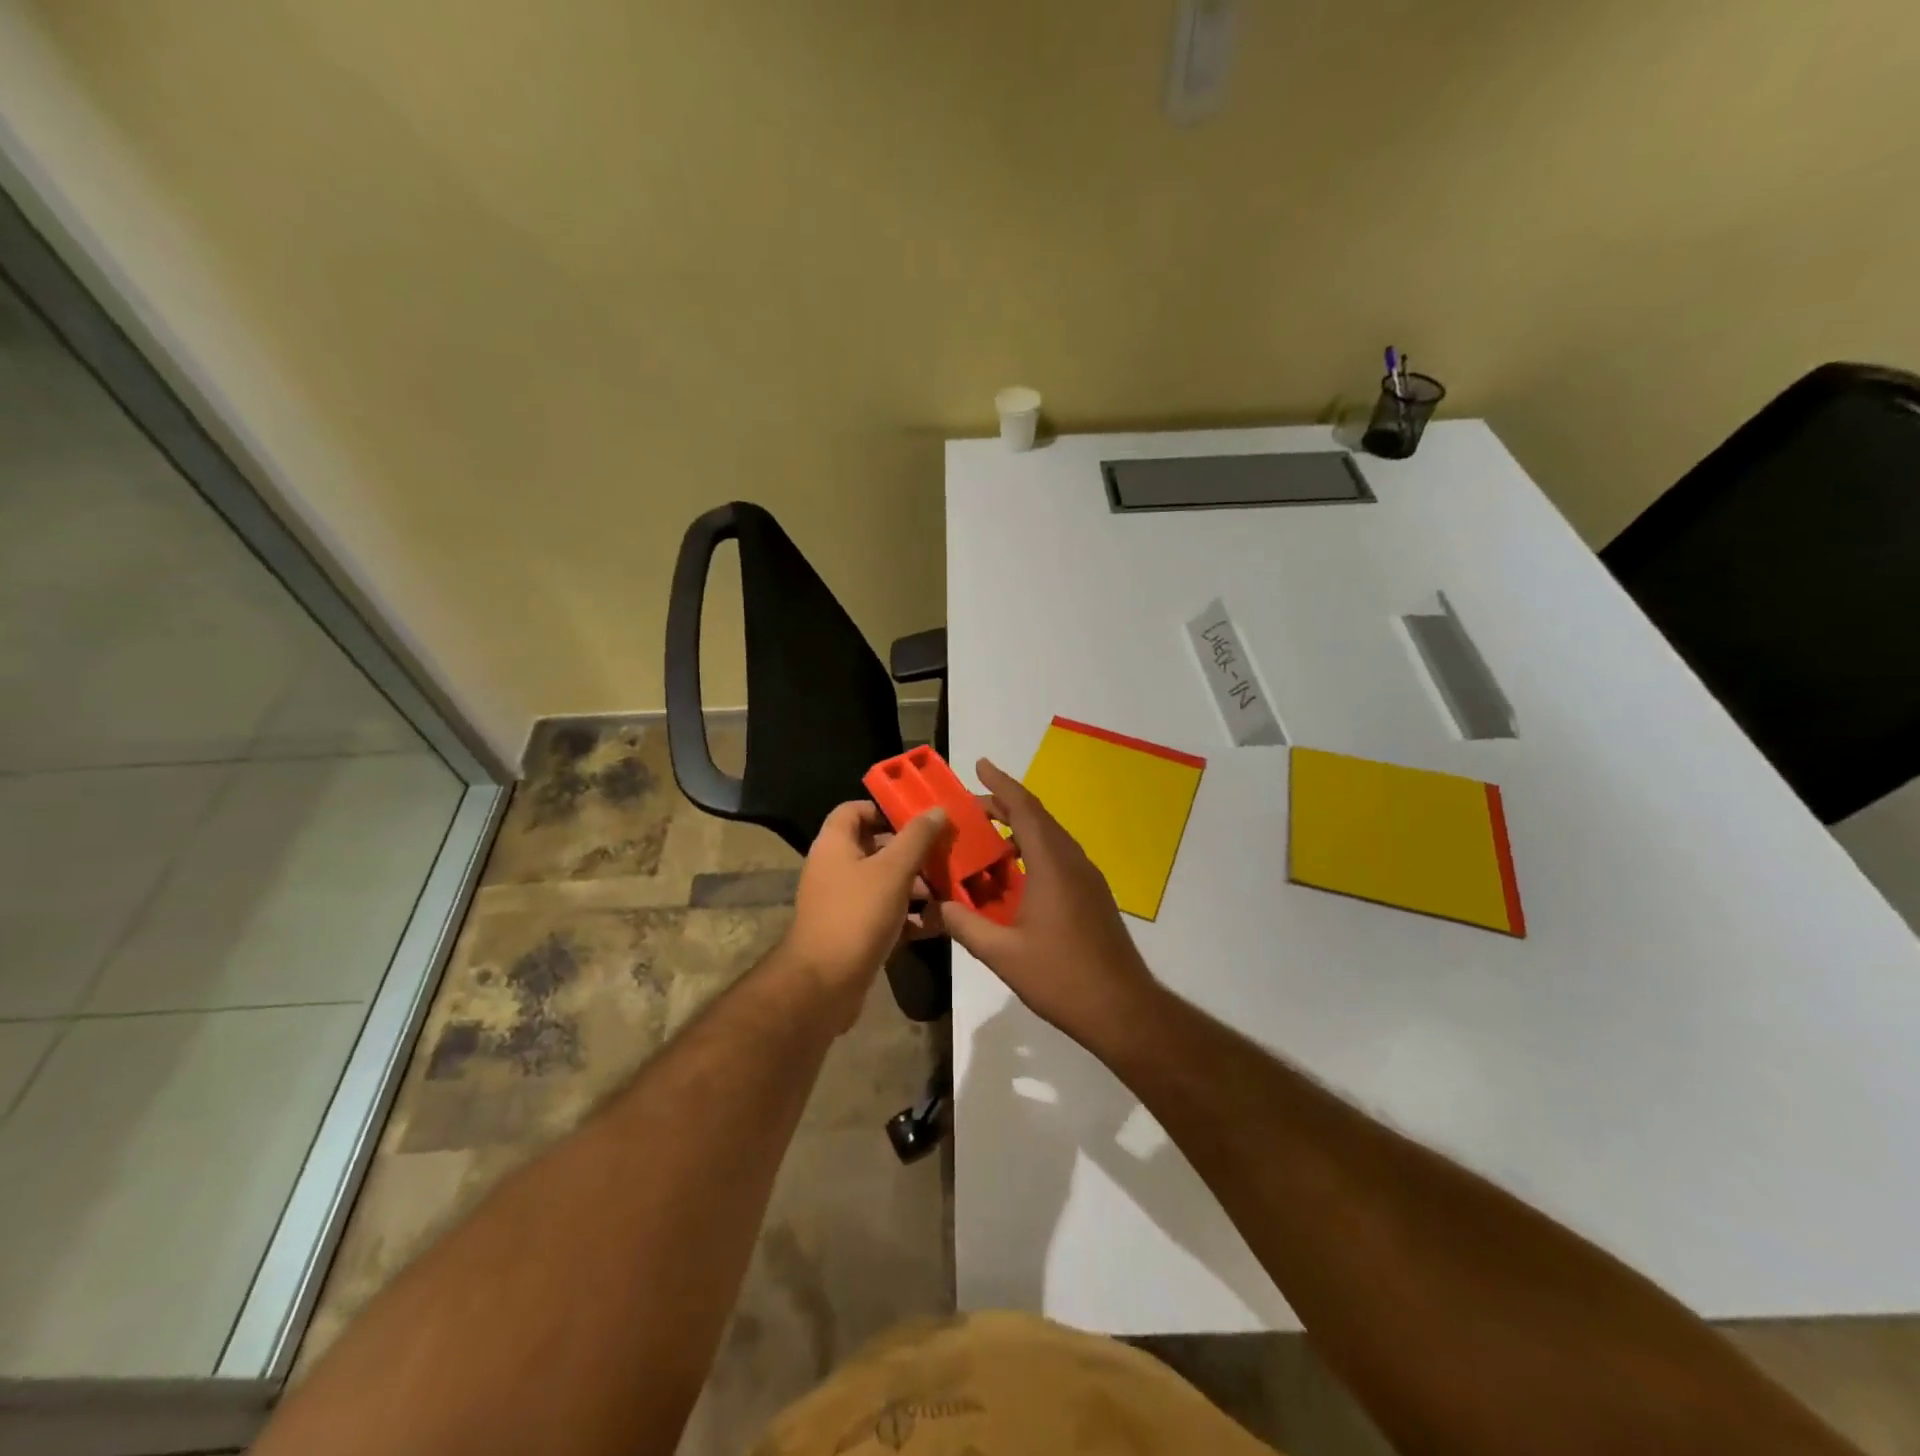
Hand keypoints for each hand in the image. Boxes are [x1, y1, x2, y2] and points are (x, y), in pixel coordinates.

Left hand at [783, 800, 947, 1029]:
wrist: (824, 985)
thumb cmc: (857, 915)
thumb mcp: (893, 870)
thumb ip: (917, 838)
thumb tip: (936, 809)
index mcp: (834, 844)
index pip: (855, 810)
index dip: (885, 809)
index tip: (920, 817)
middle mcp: (834, 868)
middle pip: (875, 847)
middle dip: (912, 850)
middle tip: (945, 852)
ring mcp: (843, 902)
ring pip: (884, 882)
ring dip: (916, 884)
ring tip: (951, 888)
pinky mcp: (853, 932)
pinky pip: (885, 914)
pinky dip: (909, 915)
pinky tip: (939, 921)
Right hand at [939, 759, 1160, 1042]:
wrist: (1123, 1009)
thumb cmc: (1062, 977)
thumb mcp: (1003, 955)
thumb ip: (965, 925)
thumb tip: (933, 906)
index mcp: (1052, 864)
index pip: (1024, 808)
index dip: (1001, 783)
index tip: (979, 764)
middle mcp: (1072, 861)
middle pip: (1037, 818)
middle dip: (1004, 805)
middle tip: (969, 808)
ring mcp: (1087, 878)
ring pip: (1050, 838)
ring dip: (1018, 830)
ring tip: (985, 839)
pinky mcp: (1093, 896)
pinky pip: (1058, 858)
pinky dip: (1032, 853)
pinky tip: (1012, 876)